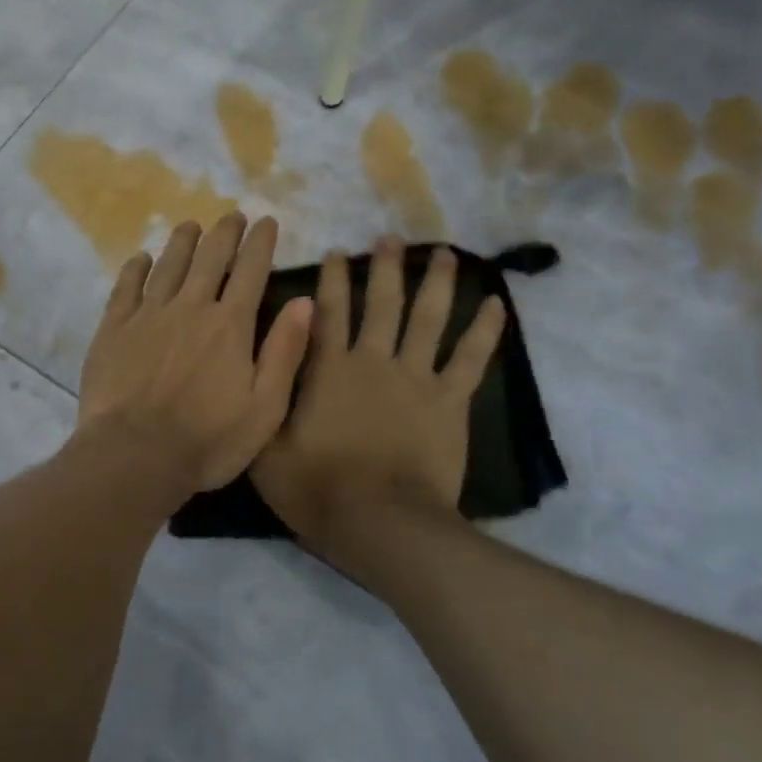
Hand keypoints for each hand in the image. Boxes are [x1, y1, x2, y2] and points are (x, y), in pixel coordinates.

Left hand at [78, 214, 313, 495]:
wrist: (134, 457)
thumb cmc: (208, 440)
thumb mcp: (265, 407)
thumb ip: (285, 352)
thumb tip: (305, 301)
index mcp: (230, 326)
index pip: (251, 270)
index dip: (261, 243)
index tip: (266, 221)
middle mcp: (190, 308)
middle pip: (210, 258)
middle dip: (224, 233)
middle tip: (232, 216)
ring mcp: (147, 316)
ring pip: (168, 265)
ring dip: (182, 242)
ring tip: (190, 226)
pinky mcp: (113, 330)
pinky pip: (126, 288)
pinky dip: (136, 268)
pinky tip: (141, 259)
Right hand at [252, 238, 504, 556]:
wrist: (379, 522)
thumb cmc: (317, 489)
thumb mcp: (265, 446)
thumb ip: (266, 398)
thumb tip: (266, 355)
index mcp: (328, 369)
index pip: (328, 312)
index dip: (332, 279)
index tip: (337, 252)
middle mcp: (373, 361)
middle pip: (382, 303)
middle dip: (384, 268)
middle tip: (390, 239)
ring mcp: (416, 378)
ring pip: (429, 318)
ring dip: (436, 282)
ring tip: (443, 253)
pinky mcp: (450, 401)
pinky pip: (471, 359)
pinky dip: (485, 330)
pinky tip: (496, 303)